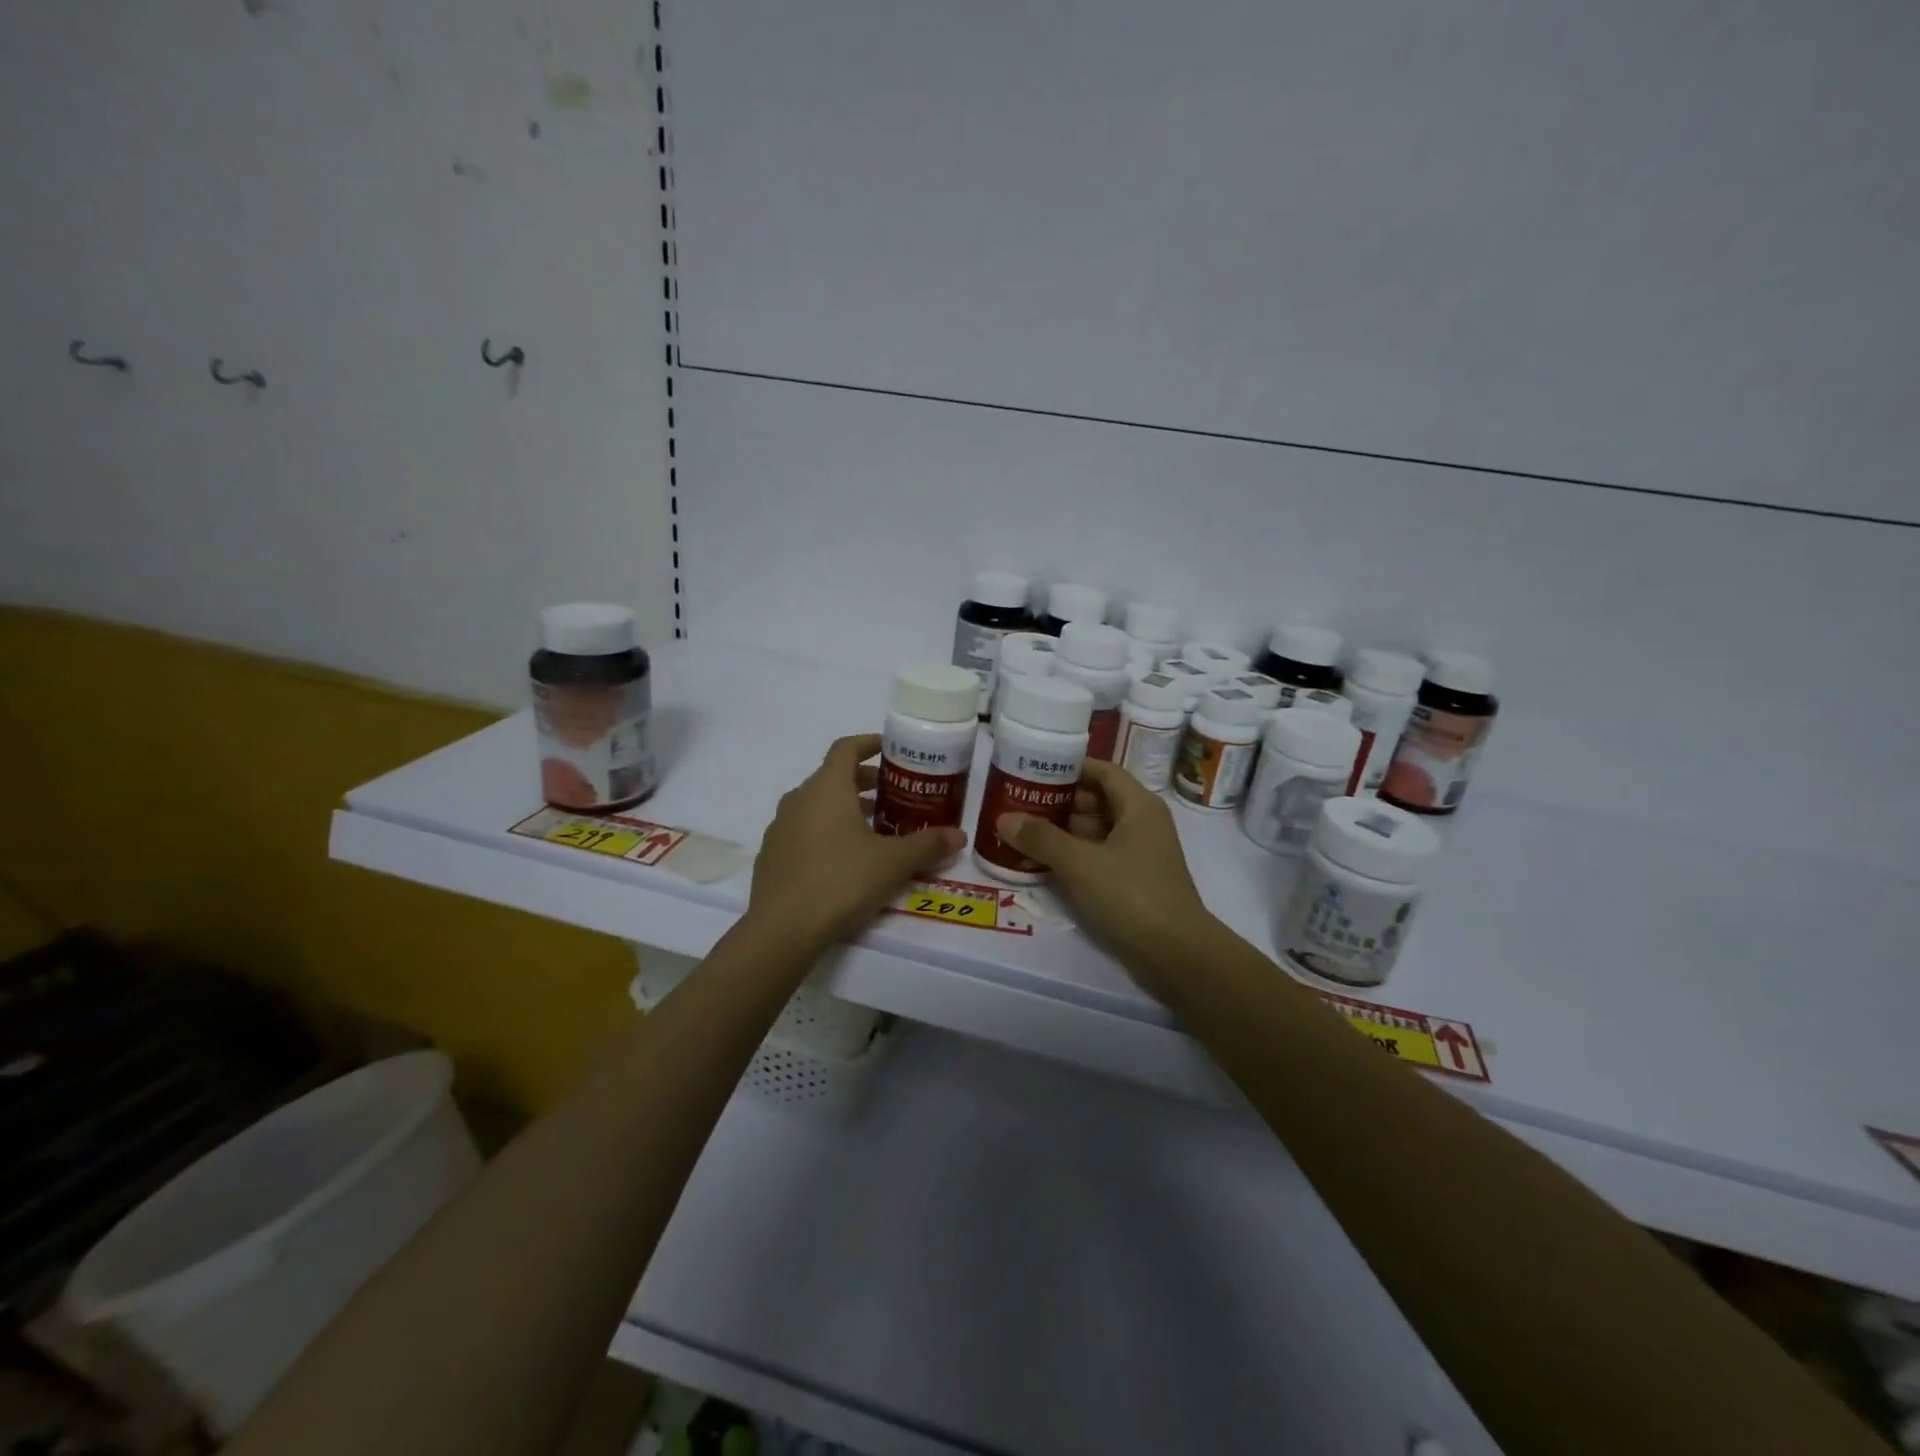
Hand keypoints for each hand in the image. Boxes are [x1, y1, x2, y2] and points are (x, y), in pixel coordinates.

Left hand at [747, 734, 965, 947]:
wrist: (781, 929)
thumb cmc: (841, 881)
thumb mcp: (893, 863)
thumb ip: (927, 845)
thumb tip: (959, 836)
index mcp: (827, 788)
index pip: (846, 748)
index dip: (869, 744)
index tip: (890, 749)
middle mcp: (799, 799)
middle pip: (833, 777)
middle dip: (864, 782)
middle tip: (893, 797)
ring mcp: (780, 827)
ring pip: (817, 806)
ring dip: (845, 809)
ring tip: (875, 831)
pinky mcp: (771, 856)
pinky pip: (803, 831)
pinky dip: (826, 832)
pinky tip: (844, 861)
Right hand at [996, 759, 1217, 1003]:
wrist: (1178, 956)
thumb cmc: (1132, 896)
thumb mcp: (1081, 864)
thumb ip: (1041, 838)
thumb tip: (1004, 818)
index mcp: (1139, 806)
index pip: (1103, 772)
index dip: (1070, 768)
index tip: (1033, 771)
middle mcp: (1143, 824)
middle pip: (1097, 801)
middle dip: (1059, 802)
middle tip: (1019, 804)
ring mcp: (1140, 855)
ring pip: (1096, 831)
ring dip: (1063, 832)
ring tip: (1023, 834)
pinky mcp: (1135, 882)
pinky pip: (1099, 857)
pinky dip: (1074, 857)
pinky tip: (1043, 864)